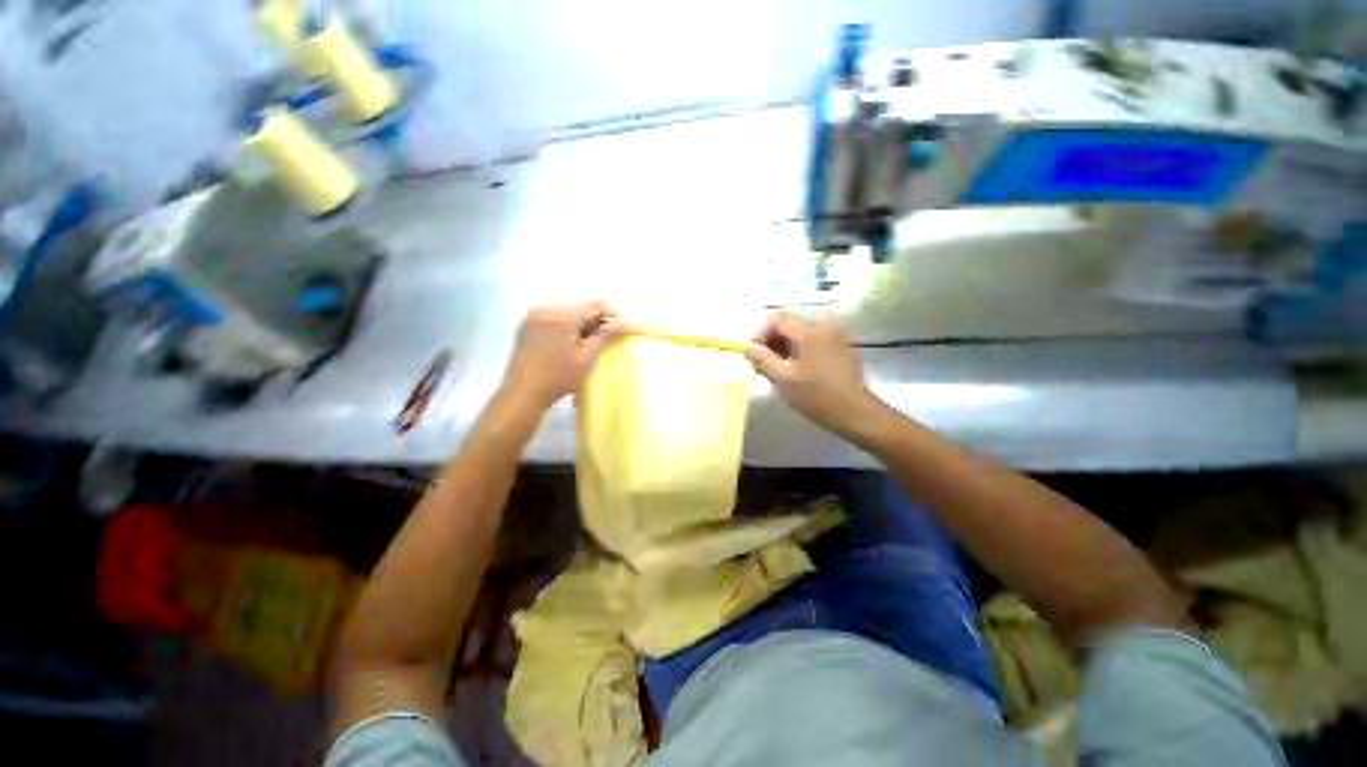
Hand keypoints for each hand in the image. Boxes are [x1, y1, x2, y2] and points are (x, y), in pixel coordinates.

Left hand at [502, 302, 622, 410]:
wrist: (522, 395)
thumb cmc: (557, 378)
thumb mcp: (586, 358)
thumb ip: (605, 336)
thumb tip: (623, 323)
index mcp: (561, 315)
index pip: (594, 304)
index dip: (612, 314)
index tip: (623, 328)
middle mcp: (545, 309)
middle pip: (580, 308)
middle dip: (597, 321)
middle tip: (609, 339)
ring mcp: (533, 317)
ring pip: (568, 315)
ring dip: (583, 326)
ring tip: (590, 345)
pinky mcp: (527, 327)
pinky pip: (554, 321)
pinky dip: (567, 329)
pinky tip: (571, 346)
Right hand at [746, 312, 884, 437]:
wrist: (856, 413)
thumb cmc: (816, 396)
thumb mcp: (783, 379)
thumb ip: (762, 359)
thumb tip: (748, 346)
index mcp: (809, 331)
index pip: (777, 318)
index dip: (761, 334)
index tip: (754, 355)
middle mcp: (824, 327)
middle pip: (789, 324)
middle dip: (772, 342)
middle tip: (762, 365)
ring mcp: (835, 337)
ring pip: (800, 334)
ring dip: (784, 348)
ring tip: (776, 371)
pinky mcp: (840, 349)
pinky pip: (813, 342)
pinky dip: (799, 352)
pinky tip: (795, 372)